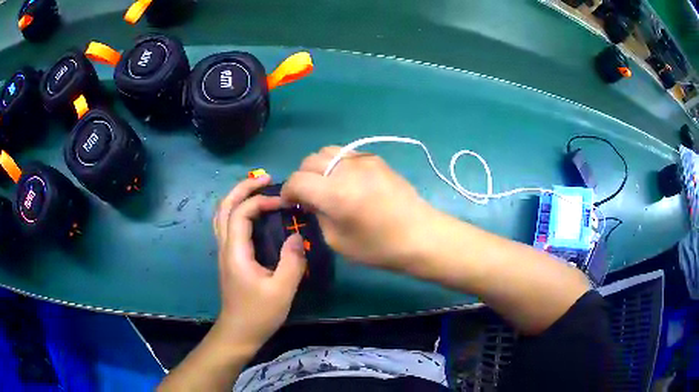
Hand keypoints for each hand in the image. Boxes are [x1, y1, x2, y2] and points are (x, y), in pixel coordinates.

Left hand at [212, 176, 306, 351]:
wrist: (238, 332)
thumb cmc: (258, 313)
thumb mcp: (281, 290)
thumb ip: (291, 262)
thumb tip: (297, 235)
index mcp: (236, 252)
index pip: (241, 213)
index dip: (261, 201)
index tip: (284, 203)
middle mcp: (225, 246)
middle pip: (224, 206)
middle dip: (243, 188)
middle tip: (265, 178)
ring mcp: (224, 251)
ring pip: (222, 214)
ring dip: (238, 197)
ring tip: (258, 189)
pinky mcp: (229, 258)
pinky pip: (227, 225)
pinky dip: (238, 210)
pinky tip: (253, 214)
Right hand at [281, 146, 436, 269]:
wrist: (420, 235)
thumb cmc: (378, 247)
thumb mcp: (337, 241)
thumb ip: (317, 215)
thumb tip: (309, 199)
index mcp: (334, 193)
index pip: (297, 180)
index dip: (287, 192)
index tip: (290, 203)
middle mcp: (346, 169)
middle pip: (309, 161)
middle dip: (302, 177)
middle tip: (308, 196)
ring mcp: (363, 160)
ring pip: (327, 151)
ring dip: (318, 166)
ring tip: (325, 184)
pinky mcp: (376, 159)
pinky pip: (346, 153)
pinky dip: (337, 163)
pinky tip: (345, 179)